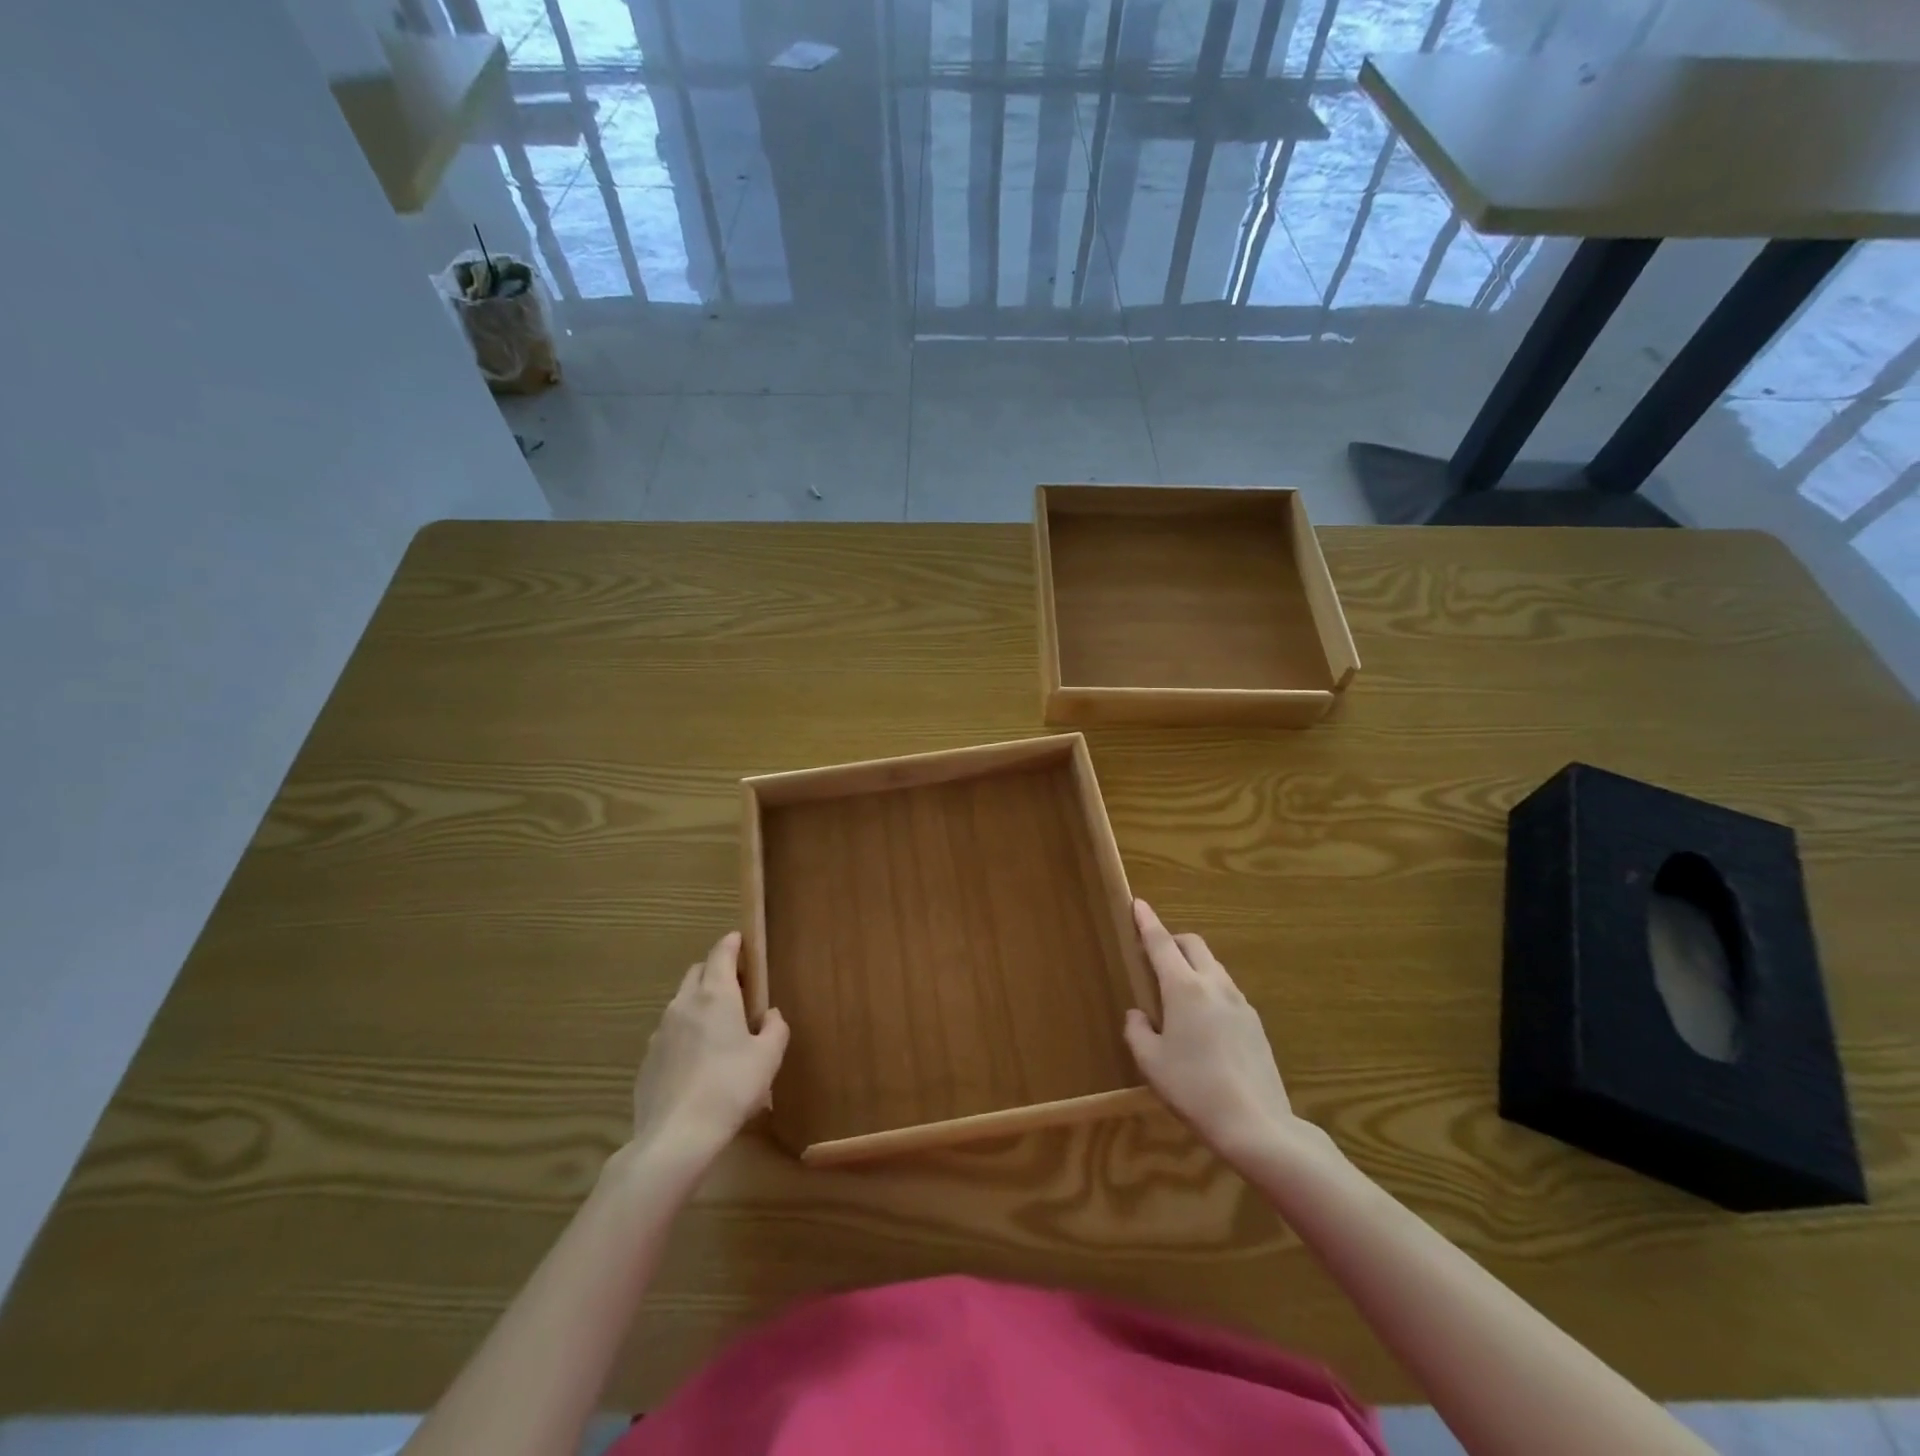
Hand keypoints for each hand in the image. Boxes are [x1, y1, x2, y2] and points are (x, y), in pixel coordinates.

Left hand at [628, 932, 788, 1166]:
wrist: (675, 1137)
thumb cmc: (731, 1087)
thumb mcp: (768, 1057)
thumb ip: (775, 1028)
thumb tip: (771, 1015)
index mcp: (716, 996)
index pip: (721, 954)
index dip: (732, 943)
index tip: (740, 940)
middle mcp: (684, 1004)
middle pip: (697, 973)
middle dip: (715, 971)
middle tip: (737, 988)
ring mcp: (661, 1032)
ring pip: (681, 1003)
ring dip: (699, 1004)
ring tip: (718, 1030)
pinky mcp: (647, 1060)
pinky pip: (670, 1034)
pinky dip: (684, 1034)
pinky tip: (697, 1063)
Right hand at [1124, 900, 1318, 1165]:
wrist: (1256, 1124)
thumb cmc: (1193, 1088)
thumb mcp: (1150, 1062)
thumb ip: (1137, 1030)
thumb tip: (1138, 1014)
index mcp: (1184, 988)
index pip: (1161, 943)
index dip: (1147, 922)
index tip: (1137, 903)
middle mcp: (1214, 985)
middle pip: (1193, 945)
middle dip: (1172, 941)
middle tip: (1154, 957)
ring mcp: (1240, 1002)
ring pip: (1213, 967)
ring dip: (1192, 966)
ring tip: (1177, 995)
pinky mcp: (1255, 1023)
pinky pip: (1226, 991)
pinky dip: (1209, 990)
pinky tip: (1203, 1023)